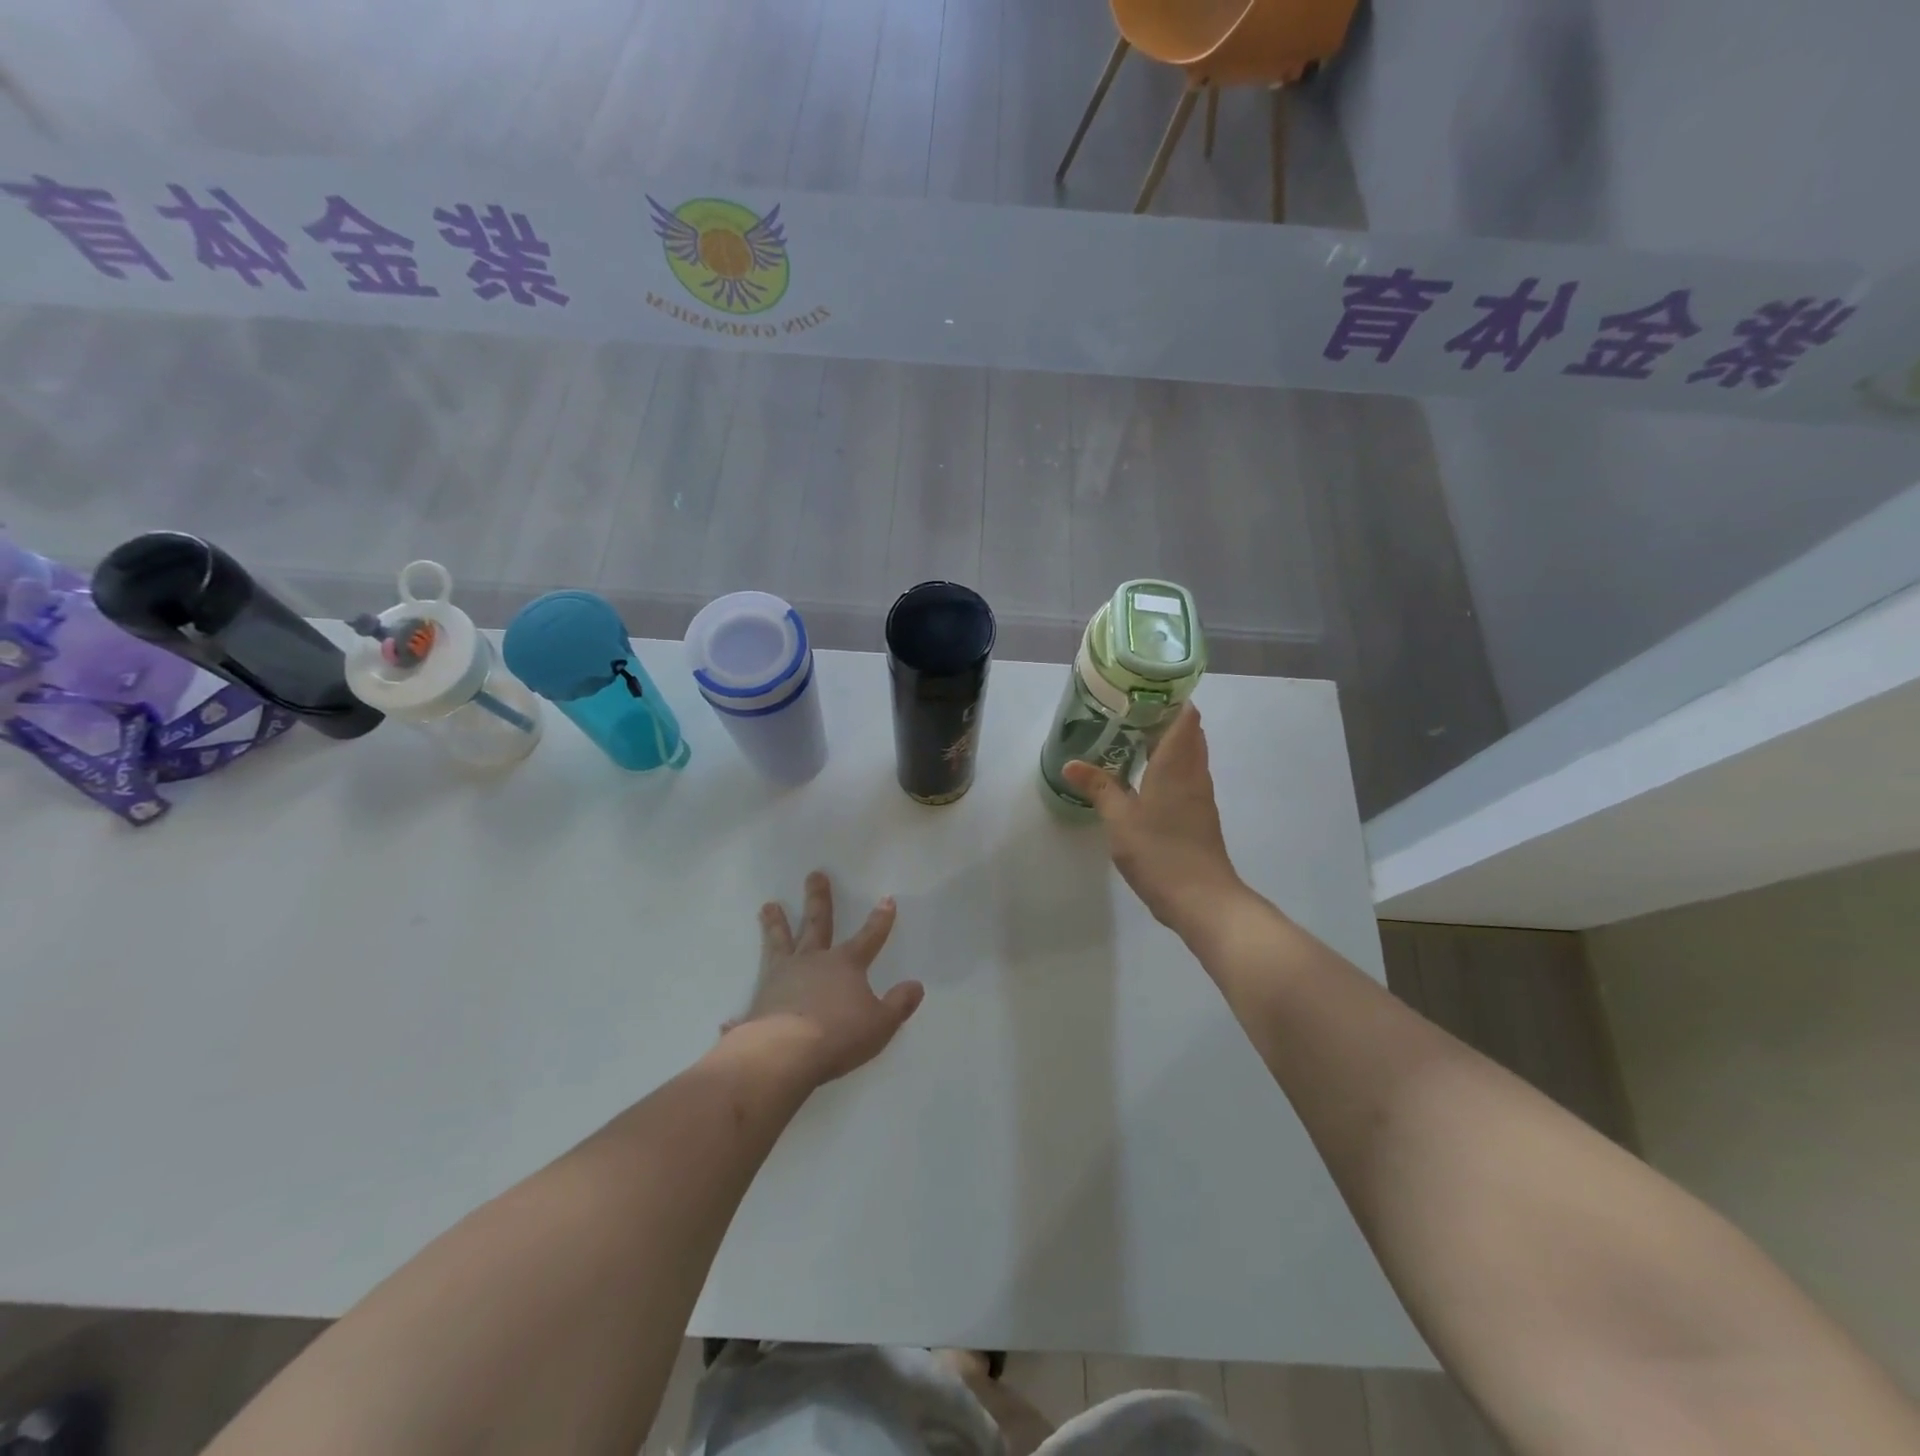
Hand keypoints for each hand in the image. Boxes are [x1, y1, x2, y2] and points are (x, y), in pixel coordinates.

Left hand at [722, 871, 924, 1087]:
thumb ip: (899, 1004)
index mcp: (844, 965)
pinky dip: (739, 1016)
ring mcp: (781, 978)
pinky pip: (750, 1005)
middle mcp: (812, 962)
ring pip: (779, 943)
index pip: (868, 937)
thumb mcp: (880, 1023)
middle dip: (818, 899)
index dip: (880, 920)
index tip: (886, 899)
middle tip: (814, 874)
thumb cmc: (838, 1035)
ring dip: (775, 925)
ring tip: (768, 906)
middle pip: (817, 924)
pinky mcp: (758, 1003)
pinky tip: (728, 1020)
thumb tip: (916, 986)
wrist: (784, 1053)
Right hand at [1062, 705, 1245, 933]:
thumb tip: (1071, 764)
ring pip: (1189, 755)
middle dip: (1164, 718)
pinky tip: (1144, 777)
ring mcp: (1201, 795)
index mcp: (1177, 764)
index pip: (1186, 716)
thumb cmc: (1160, 852)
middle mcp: (1194, 773)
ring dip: (1167, 743)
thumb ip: (1099, 787)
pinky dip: (1169, 767)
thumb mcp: (1119, 819)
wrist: (1203, 899)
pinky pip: (1187, 776)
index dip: (1171, 698)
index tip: (1143, 690)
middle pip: (1189, 733)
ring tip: (1131, 739)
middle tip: (1128, 713)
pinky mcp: (1200, 815)